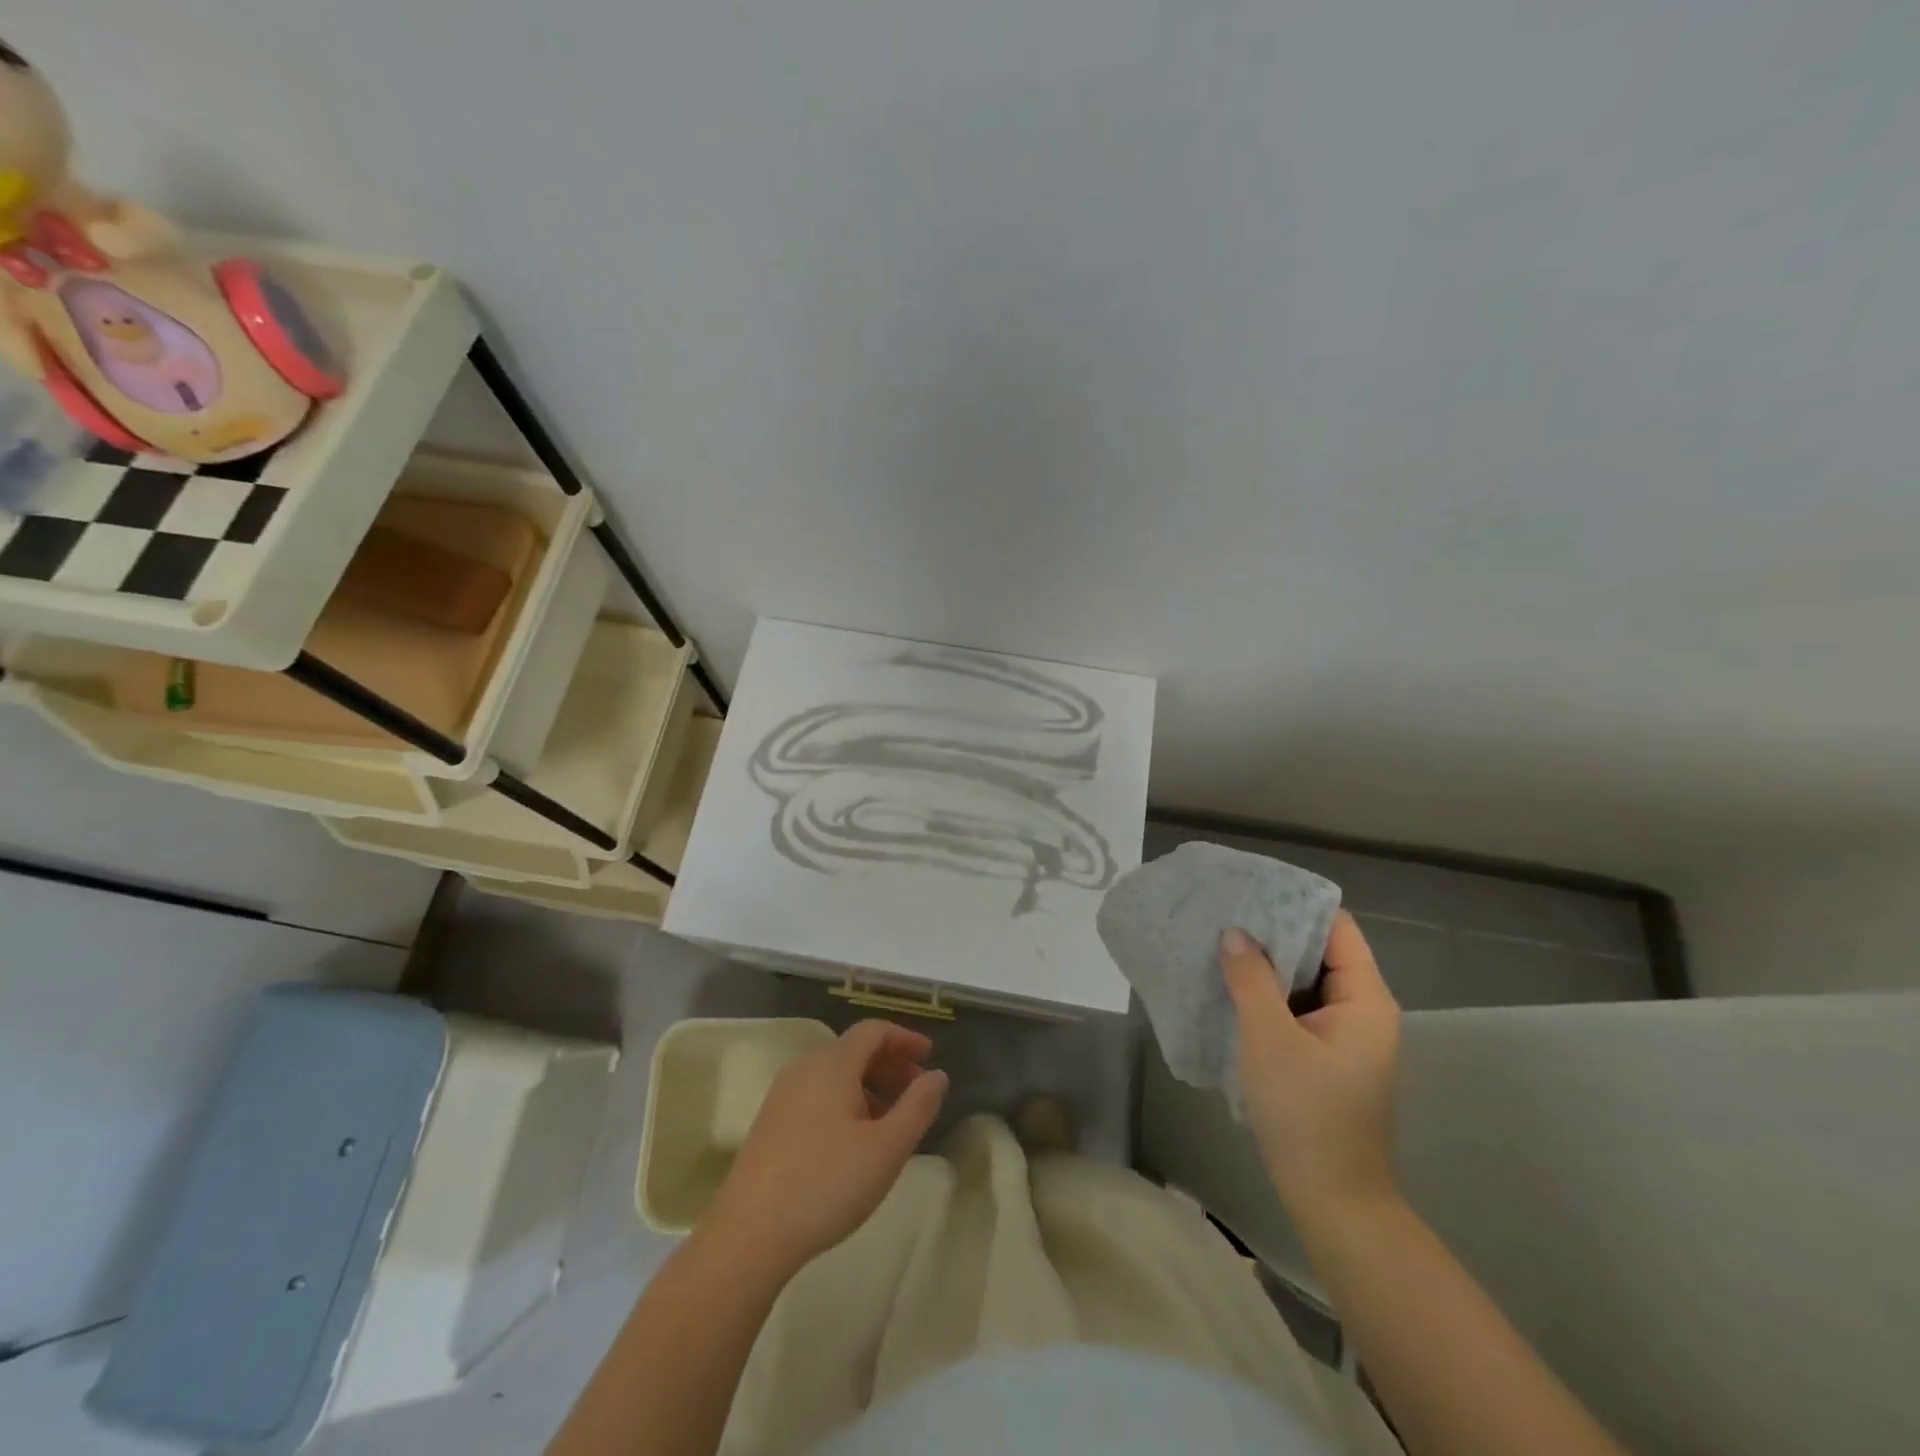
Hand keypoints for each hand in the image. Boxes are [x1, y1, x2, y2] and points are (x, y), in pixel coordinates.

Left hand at [708, 1021, 948, 1272]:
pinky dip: (845, 1101)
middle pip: (854, 1050)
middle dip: (890, 1064)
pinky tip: (855, 1141)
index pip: (874, 1031)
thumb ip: (918, 1106)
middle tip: (917, 1092)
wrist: (748, 1236)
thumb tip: (938, 1075)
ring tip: (891, 1122)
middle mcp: (805, 1067)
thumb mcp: (887, 1148)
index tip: (931, 1058)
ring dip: (869, 1086)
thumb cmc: (826, 1184)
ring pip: (835, 1074)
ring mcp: (782, 1095)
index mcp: (832, 1064)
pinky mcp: (770, 1123)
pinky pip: (817, 1094)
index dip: (905, 1039)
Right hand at [1220, 914, 1401, 1227]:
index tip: (1250, 890)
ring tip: (1220, 942)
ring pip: (1305, 981)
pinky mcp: (1326, 1056)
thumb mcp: (1269, 1039)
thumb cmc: (1305, 1114)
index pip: (1337, 928)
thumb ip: (1251, 979)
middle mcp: (1362, 1010)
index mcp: (1365, 999)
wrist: (1332, 1200)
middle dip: (1273, 932)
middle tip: (1224, 913)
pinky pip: (1297, 1008)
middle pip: (1320, 951)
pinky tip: (1231, 987)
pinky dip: (1268, 994)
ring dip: (1267, 964)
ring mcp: (1345, 1036)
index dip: (1296, 905)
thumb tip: (1234, 933)